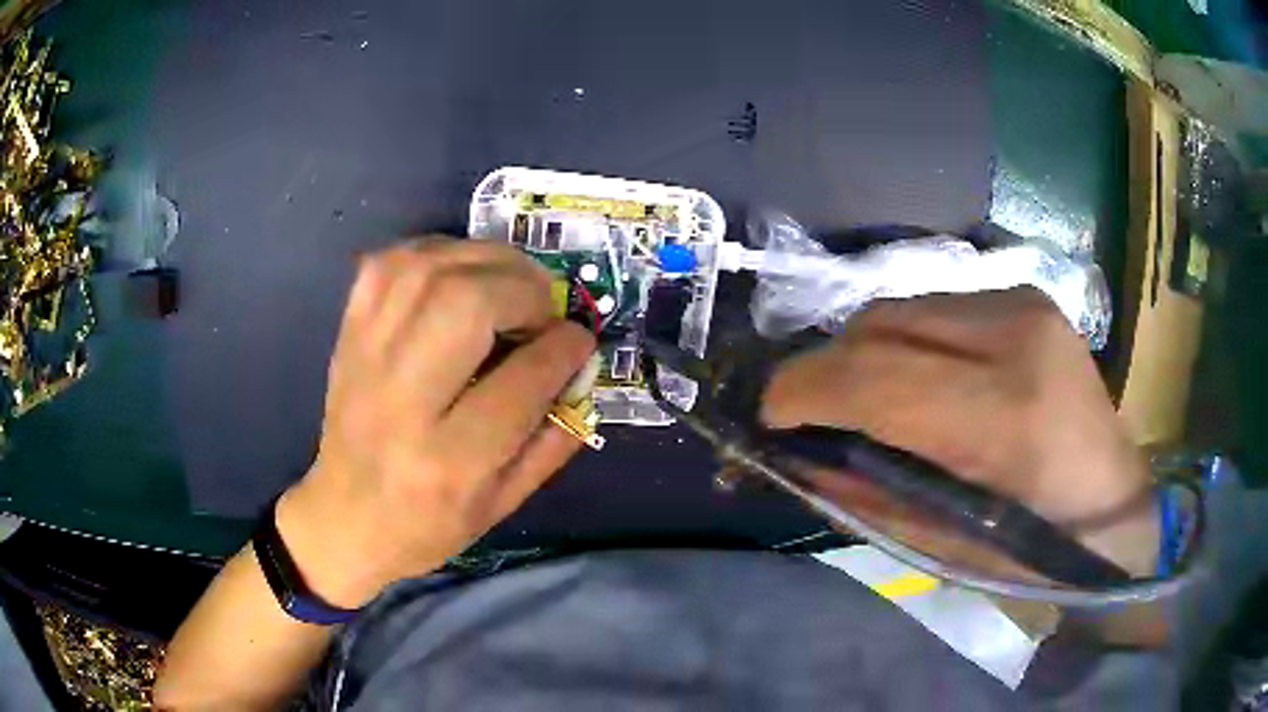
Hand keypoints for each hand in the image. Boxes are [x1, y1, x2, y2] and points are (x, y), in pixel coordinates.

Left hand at [277, 238, 594, 606]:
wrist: (343, 519)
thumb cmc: (427, 526)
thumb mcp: (503, 505)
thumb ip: (552, 439)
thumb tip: (583, 371)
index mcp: (450, 461)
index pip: (521, 379)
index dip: (565, 347)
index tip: (579, 340)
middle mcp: (402, 401)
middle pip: (466, 305)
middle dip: (524, 290)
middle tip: (543, 307)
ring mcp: (366, 358)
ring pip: (428, 270)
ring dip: (484, 261)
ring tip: (509, 282)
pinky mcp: (348, 335)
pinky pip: (388, 264)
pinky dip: (434, 253)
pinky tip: (457, 272)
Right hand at [762, 288, 1159, 577]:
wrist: (1116, 505)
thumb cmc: (1039, 550)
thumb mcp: (946, 547)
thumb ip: (867, 495)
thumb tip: (798, 456)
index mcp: (1006, 416)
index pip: (875, 378)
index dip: (804, 392)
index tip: (768, 415)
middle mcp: (1017, 336)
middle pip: (880, 324)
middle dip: (826, 368)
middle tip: (810, 413)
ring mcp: (1025, 304)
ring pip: (901, 306)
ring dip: (864, 352)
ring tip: (862, 398)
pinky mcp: (1027, 296)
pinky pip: (934, 307)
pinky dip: (904, 341)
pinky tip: (915, 377)